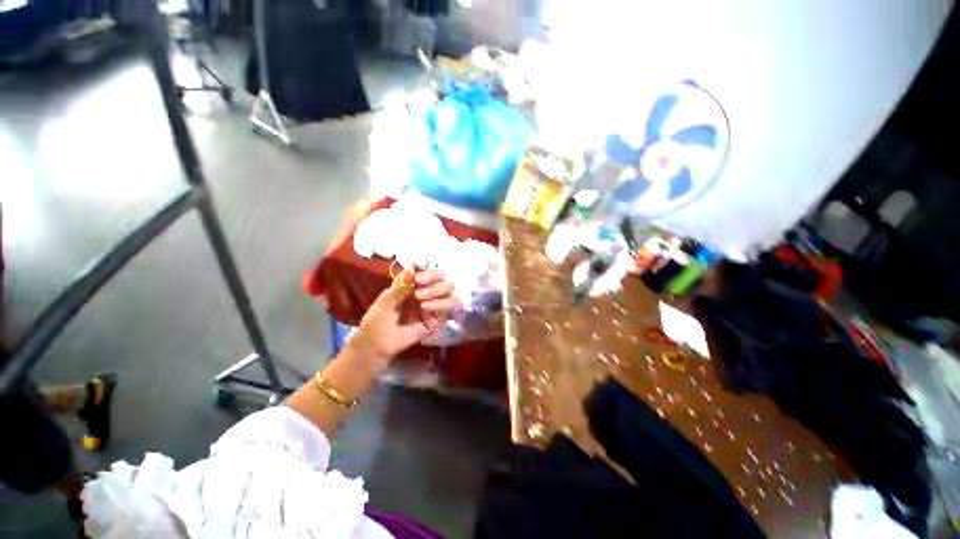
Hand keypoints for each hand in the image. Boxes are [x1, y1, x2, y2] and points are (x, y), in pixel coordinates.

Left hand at [349, 267, 458, 369]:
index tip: (418, 279)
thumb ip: (402, 284)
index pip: (433, 273)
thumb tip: (413, 266)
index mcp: (416, 286)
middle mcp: (428, 294)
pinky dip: (440, 306)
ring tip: (422, 303)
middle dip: (435, 285)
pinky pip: (448, 311)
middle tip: (418, 293)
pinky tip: (426, 310)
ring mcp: (434, 308)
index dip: (430, 273)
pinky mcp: (437, 321)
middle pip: (446, 282)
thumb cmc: (378, 318)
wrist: (376, 343)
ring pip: (451, 295)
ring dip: (438, 295)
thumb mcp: (387, 299)